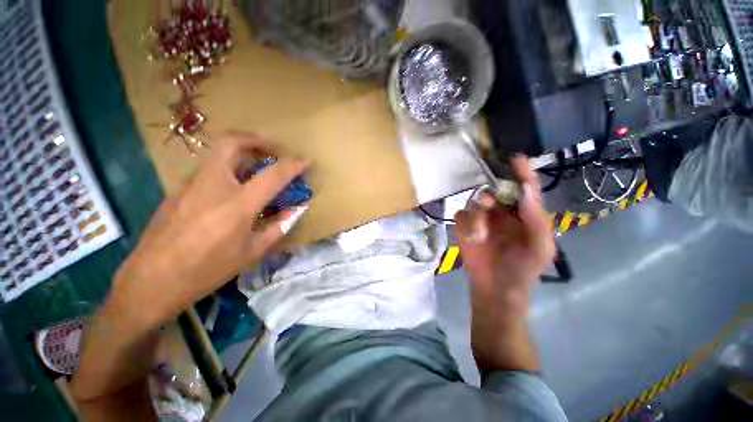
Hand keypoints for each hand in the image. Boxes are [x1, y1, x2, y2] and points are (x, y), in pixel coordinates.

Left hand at [109, 132, 309, 327]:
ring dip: (241, 151)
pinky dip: (227, 167)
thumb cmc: (207, 270)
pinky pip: (208, 169)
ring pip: (217, 153)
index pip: (273, 175)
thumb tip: (298, 210)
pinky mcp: (178, 190)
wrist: (151, 281)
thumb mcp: (252, 252)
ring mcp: (191, 184)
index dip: (293, 165)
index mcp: (238, 204)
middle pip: (231, 142)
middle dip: (255, 138)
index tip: (306, 160)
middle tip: (271, 148)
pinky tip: (233, 187)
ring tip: (256, 165)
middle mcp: (213, 185)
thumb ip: (279, 226)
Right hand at [455, 156, 553, 372]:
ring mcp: (481, 219)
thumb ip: (538, 221)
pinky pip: (460, 216)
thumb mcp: (540, 249)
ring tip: (480, 234)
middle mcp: (502, 212)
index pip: (523, 188)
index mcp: (523, 214)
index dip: (521, 173)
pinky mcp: (464, 227)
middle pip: (493, 191)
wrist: (495, 289)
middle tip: (489, 205)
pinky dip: (465, 225)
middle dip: (491, 196)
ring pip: (473, 203)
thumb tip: (527, 192)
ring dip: (476, 216)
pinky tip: (471, 238)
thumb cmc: (523, 270)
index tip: (517, 159)